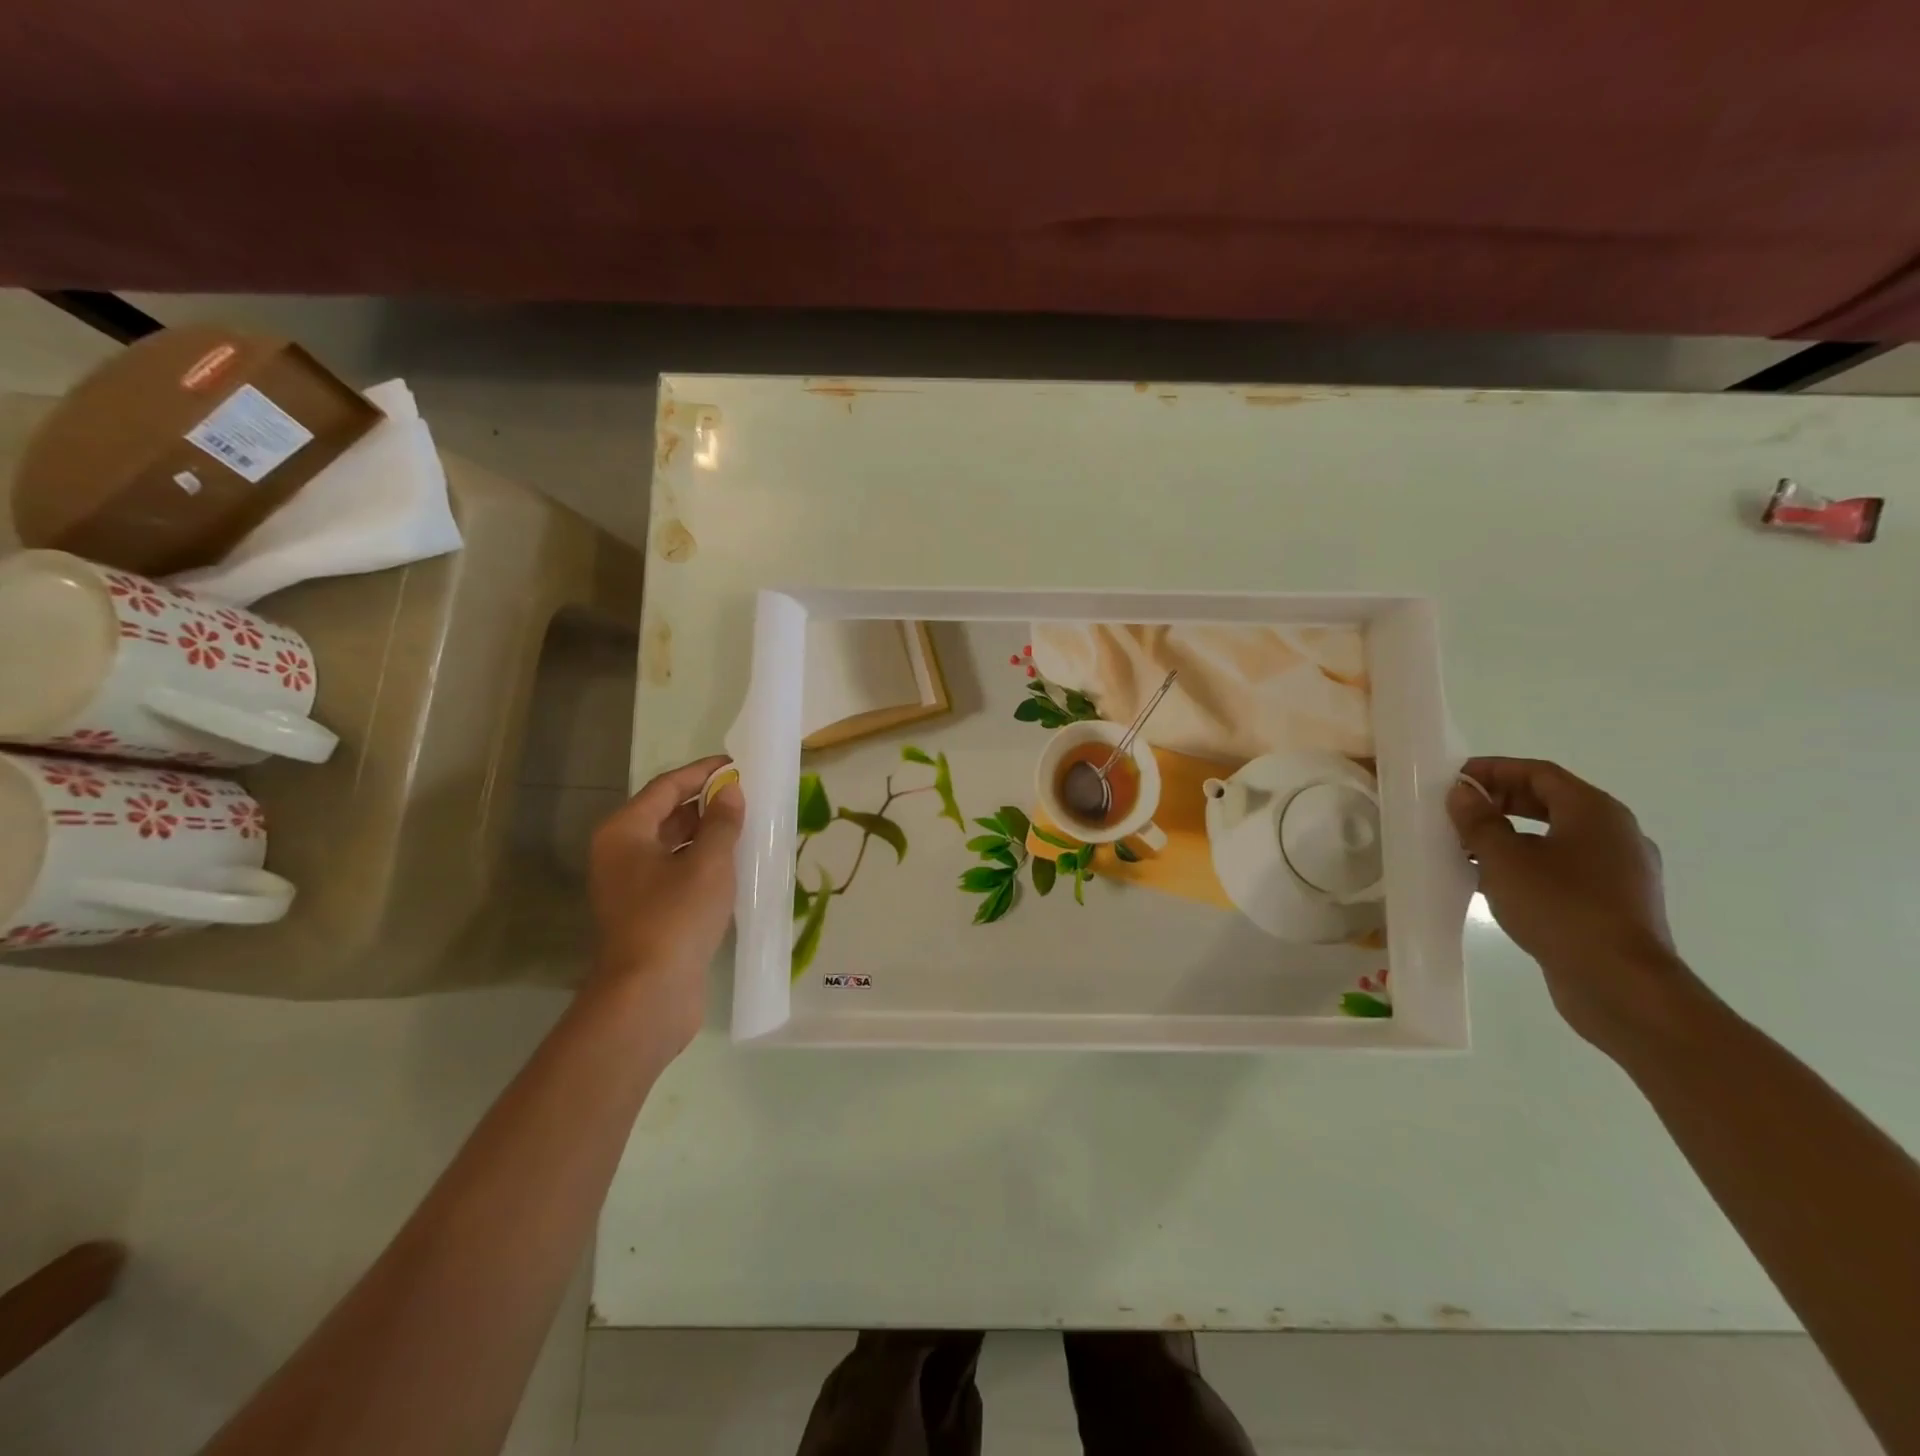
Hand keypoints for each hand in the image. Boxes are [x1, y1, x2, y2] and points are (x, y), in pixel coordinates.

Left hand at [587, 755, 743, 1052]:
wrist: (648, 993)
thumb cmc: (676, 916)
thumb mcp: (709, 862)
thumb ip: (722, 822)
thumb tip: (730, 791)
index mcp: (625, 832)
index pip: (666, 786)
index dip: (702, 772)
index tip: (736, 764)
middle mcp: (620, 853)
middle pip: (665, 814)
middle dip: (705, 803)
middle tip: (746, 795)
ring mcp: (630, 886)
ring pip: (672, 845)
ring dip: (706, 834)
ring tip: (746, 825)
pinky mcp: (645, 912)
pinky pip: (675, 872)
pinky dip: (701, 862)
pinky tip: (733, 865)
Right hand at [1446, 756, 1703, 1053]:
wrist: (1621, 985)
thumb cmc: (1560, 908)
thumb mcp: (1504, 859)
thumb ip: (1479, 821)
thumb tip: (1463, 792)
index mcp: (1596, 812)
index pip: (1539, 773)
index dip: (1494, 770)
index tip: (1455, 779)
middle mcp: (1617, 833)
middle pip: (1552, 801)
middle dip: (1501, 801)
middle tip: (1458, 811)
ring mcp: (1622, 871)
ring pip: (1558, 837)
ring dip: (1512, 835)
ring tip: (1469, 848)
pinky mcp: (1616, 903)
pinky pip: (1566, 867)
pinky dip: (1530, 863)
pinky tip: (1499, 882)